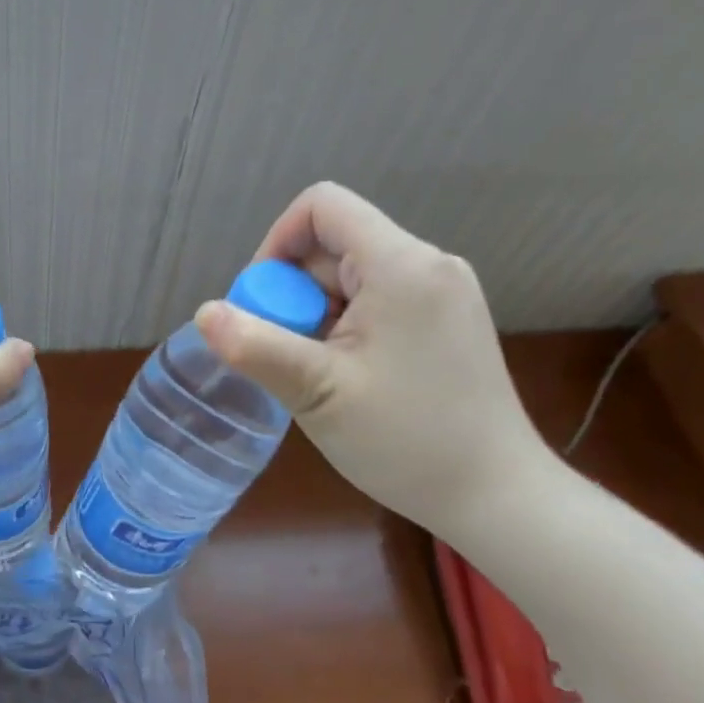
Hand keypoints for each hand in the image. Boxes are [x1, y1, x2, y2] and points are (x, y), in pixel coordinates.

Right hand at [195, 182, 551, 538]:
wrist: (498, 496)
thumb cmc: (407, 440)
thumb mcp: (317, 393)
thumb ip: (256, 346)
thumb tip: (205, 313)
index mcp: (401, 265)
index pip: (322, 206)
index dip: (276, 242)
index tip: (263, 303)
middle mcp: (428, 264)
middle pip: (333, 245)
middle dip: (294, 292)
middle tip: (286, 355)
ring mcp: (442, 293)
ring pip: (352, 276)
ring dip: (317, 314)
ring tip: (317, 374)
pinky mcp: (446, 320)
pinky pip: (377, 300)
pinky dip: (345, 327)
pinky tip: (346, 376)